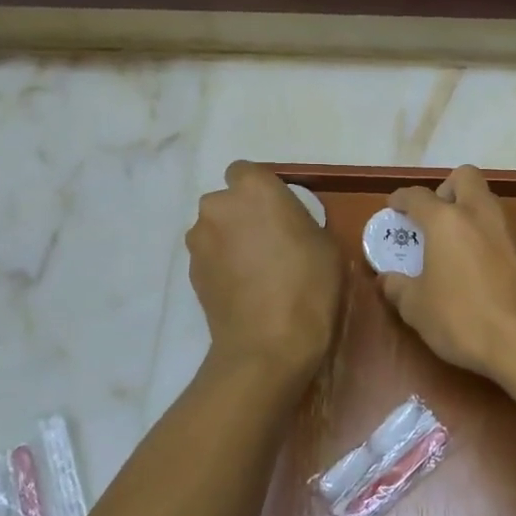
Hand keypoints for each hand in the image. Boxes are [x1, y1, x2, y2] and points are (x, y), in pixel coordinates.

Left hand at [187, 160, 343, 378]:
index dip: (260, 190)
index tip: (278, 212)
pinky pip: (208, 257)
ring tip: (254, 270)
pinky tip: (242, 289)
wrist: (268, 344)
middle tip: (268, 242)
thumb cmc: (308, 286)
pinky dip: (221, 265)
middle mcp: (218, 205)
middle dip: (241, 215)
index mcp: (254, 188)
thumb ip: (299, 221)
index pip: (246, 171)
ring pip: (214, 229)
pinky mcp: (190, 272)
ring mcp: (199, 239)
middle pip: (226, 201)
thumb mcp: (326, 244)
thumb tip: (286, 228)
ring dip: (228, 240)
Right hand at [378, 166, 515, 382]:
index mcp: (446, 220)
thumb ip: (398, 288)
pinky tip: (477, 265)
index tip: (393, 206)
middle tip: (434, 217)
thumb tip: (387, 280)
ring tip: (453, 243)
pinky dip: (486, 235)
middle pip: (464, 177)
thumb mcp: (417, 308)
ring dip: (469, 211)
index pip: (418, 196)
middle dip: (446, 189)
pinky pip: (502, 228)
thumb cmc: (462, 317)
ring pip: (487, 201)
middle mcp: (479, 213)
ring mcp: (509, 229)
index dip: (401, 198)